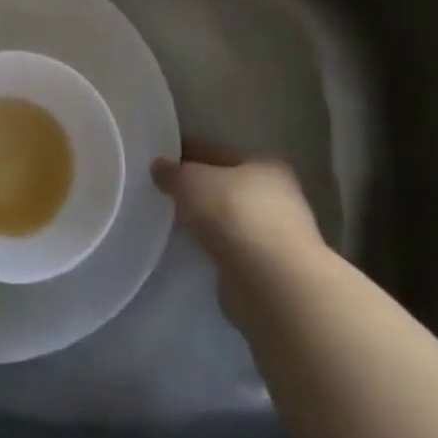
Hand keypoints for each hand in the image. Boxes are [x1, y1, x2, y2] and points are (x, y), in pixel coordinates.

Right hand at [152, 142, 324, 319]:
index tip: (162, 160)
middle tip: (164, 191)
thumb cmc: (235, 214)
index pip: (218, 153)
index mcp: (265, 165)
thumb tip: (159, 167)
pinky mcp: (268, 270)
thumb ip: (173, 172)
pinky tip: (193, 248)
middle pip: (227, 186)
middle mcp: (278, 196)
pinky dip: (214, 246)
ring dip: (207, 220)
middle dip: (199, 189)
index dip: (188, 154)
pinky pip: (231, 248)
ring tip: (174, 220)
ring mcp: (276, 235)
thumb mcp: (192, 181)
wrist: (271, 285)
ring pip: (230, 219)